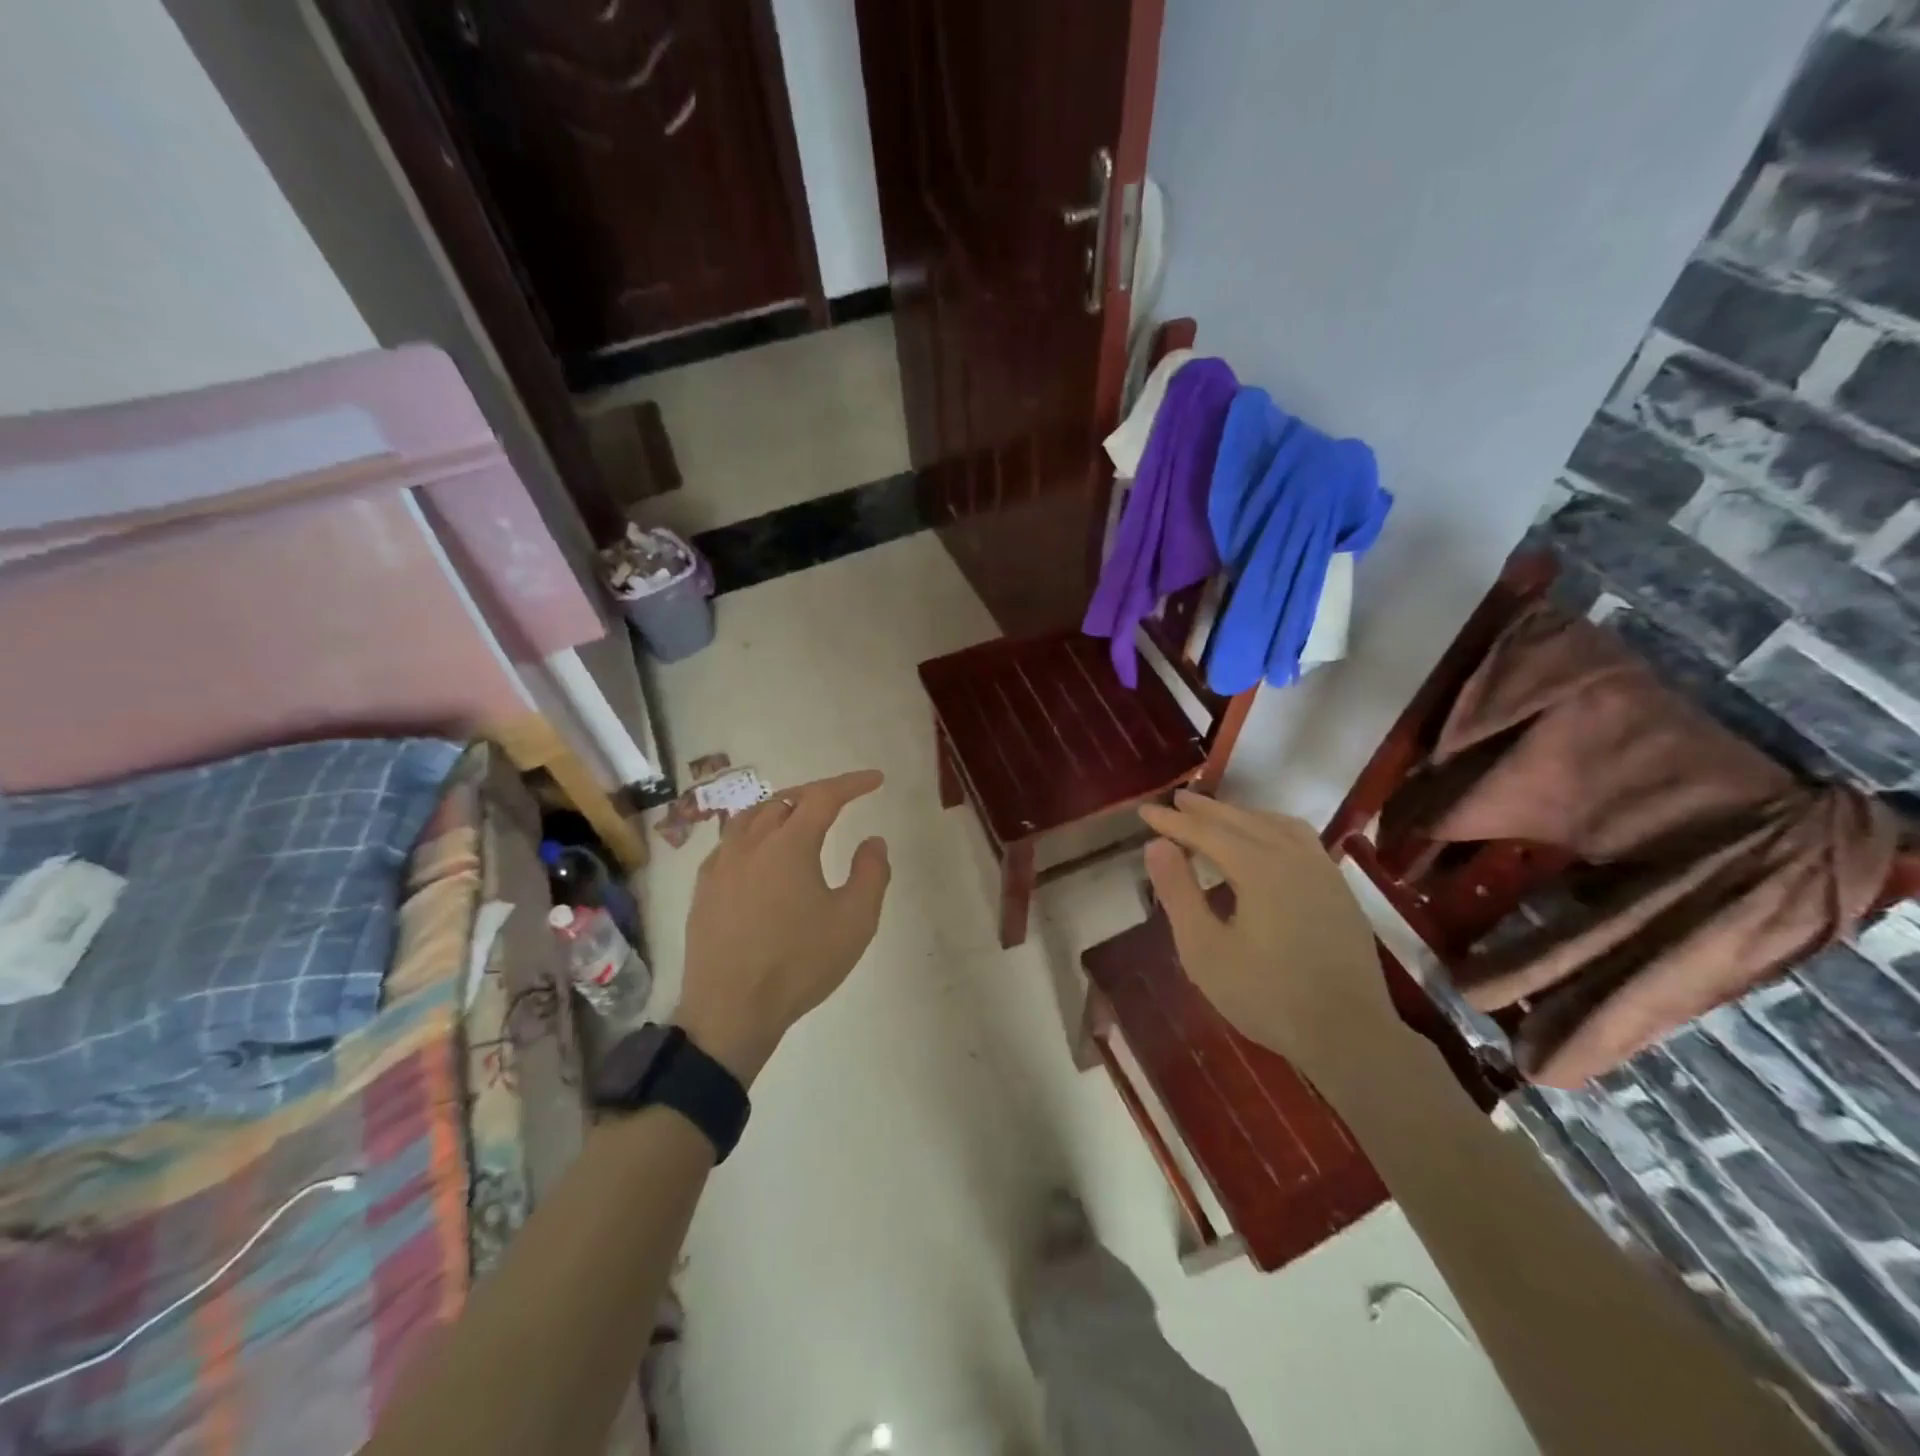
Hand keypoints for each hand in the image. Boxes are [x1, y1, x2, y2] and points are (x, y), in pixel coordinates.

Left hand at [674, 771, 890, 1083]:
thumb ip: (872, 873)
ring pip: (751, 816)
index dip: (852, 783)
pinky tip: (759, 852)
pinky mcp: (704, 888)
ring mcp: (721, 864)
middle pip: (785, 799)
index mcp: (789, 844)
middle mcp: (751, 843)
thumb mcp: (855, 921)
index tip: (875, 780)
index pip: (824, 796)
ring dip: (781, 808)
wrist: (731, 1011)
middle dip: (817, 793)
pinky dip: (753, 832)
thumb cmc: (799, 964)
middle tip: (842, 799)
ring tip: (799, 816)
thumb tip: (873, 840)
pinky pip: (730, 842)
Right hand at [1138, 791, 1403, 1091]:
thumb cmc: (1266, 996)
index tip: (1145, 811)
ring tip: (1217, 816)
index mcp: (1259, 868)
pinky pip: (1299, 839)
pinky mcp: (1339, 890)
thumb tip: (1157, 846)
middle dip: (1206, 810)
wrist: (1350, 1035)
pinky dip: (1271, 828)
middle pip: (1242, 820)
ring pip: (1276, 825)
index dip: (1172, 821)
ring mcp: (1323, 871)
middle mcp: (1294, 857)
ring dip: (1241, 815)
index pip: (1206, 832)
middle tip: (1176, 800)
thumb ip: (1179, 893)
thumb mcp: (1204, 950)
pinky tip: (1265, 843)